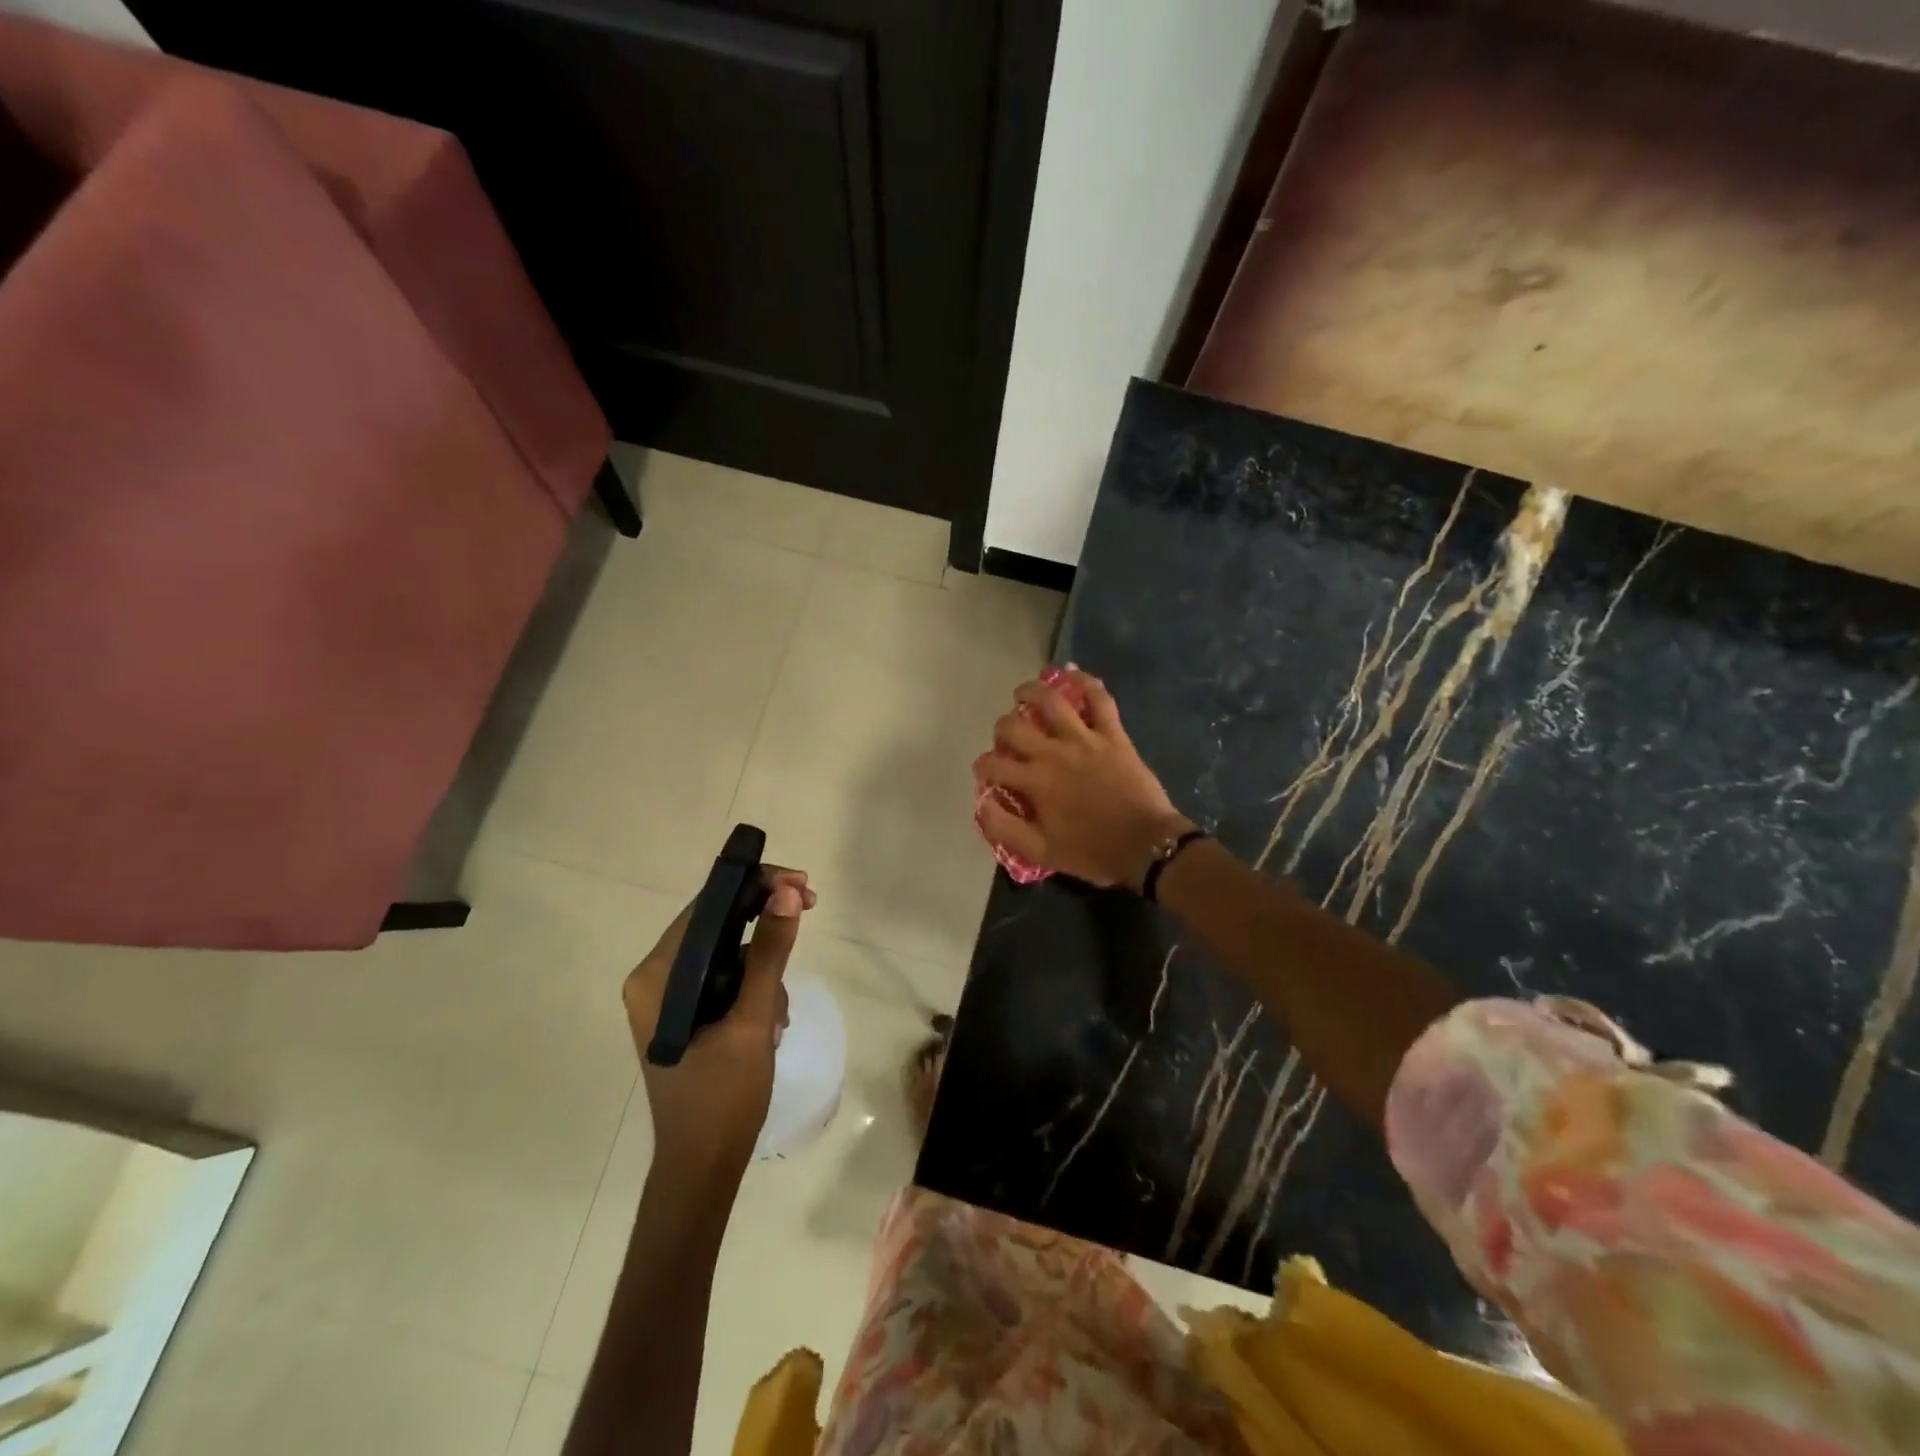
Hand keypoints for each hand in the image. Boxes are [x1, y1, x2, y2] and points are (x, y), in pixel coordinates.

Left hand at [622, 870, 815, 1180]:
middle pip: (716, 925)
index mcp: (656, 977)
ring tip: (781, 1010)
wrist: (703, 1169)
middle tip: (809, 908)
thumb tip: (786, 893)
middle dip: (765, 920)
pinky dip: (754, 987)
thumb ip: (769, 954)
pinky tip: (772, 1020)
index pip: (706, 908)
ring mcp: (669, 999)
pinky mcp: (686, 1015)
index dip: (754, 886)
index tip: (800, 884)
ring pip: (726, 952)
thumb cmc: (721, 1098)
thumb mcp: (752, 1020)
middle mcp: (655, 980)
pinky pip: (725, 979)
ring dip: (763, 965)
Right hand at [973, 670, 1191, 888]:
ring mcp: (1084, 739)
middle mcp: (1053, 753)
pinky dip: (1087, 683)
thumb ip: (1005, 828)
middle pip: (1013, 727)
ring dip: (1031, 692)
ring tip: (1023, 694)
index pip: (993, 764)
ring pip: (1051, 701)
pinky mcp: (1112, 734)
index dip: (983, 767)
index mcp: (1034, 782)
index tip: (987, 773)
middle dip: (1001, 730)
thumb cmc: (1093, 852)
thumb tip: (983, 804)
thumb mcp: (1041, 852)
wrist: (1147, 845)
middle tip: (1007, 739)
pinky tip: (1073, 675)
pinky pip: (1100, 699)